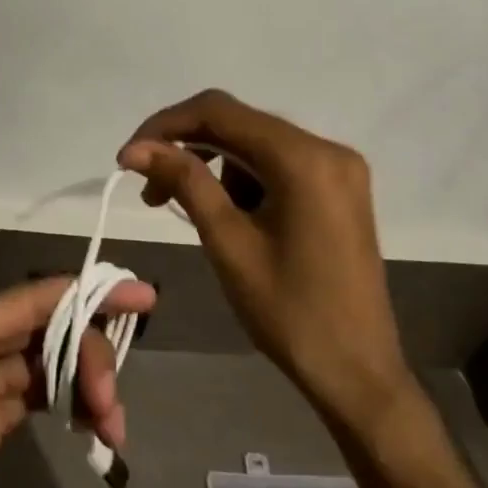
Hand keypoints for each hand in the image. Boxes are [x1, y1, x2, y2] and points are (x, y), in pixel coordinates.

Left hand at [0, 246, 155, 487]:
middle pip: (42, 332)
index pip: (18, 307)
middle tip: (113, 404)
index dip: (74, 295)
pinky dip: (72, 404)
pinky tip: (96, 426)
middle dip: (88, 350)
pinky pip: (39, 402)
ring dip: (87, 381)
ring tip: (113, 426)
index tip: (134, 295)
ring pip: (47, 365)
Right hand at [120, 89, 414, 435]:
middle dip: (187, 148)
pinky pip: (277, 165)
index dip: (167, 126)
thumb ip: (184, 181)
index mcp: (304, 158)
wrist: (358, 375)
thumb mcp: (228, 243)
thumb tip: (136, 148)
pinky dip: (243, 180)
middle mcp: (327, 149)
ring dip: (213, 167)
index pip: (219, 111)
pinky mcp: (338, 189)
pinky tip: (229, 216)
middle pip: (238, 123)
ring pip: (255, 144)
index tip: (129, 158)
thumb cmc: (289, 313)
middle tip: (150, 190)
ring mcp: (338, 168)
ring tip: (189, 212)